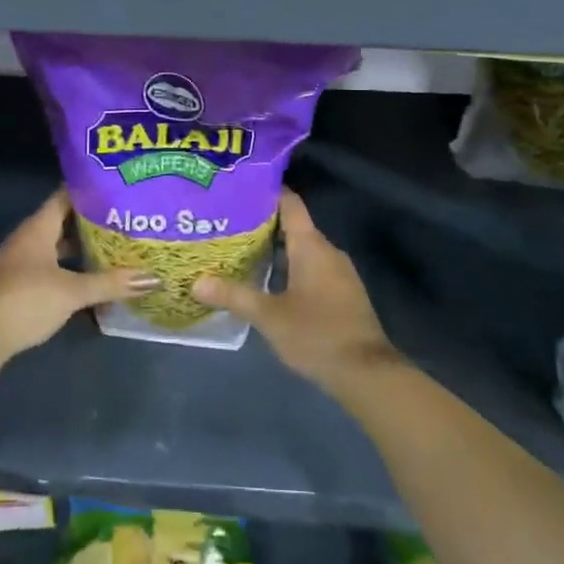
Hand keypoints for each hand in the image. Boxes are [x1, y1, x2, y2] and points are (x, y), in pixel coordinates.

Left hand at [0, 191, 159, 360]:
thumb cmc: (27, 300)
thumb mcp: (73, 292)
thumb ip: (111, 283)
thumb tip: (153, 278)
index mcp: (38, 228)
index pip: (65, 196)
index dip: (89, 190)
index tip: (116, 187)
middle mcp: (28, 238)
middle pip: (63, 220)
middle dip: (91, 220)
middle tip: (123, 217)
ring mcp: (21, 261)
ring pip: (57, 244)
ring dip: (81, 245)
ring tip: (113, 245)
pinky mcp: (20, 283)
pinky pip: (51, 264)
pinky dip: (70, 265)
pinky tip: (90, 275)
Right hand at [194, 191, 403, 392]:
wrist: (366, 373)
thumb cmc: (316, 334)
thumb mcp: (269, 316)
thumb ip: (234, 296)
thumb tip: (197, 282)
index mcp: (312, 246)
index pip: (290, 204)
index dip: (268, 193)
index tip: (240, 190)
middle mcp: (328, 252)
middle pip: (294, 226)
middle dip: (263, 225)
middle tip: (228, 225)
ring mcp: (339, 273)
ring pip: (303, 250)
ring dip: (276, 249)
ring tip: (241, 251)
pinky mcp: (342, 294)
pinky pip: (312, 269)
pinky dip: (290, 269)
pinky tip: (268, 282)